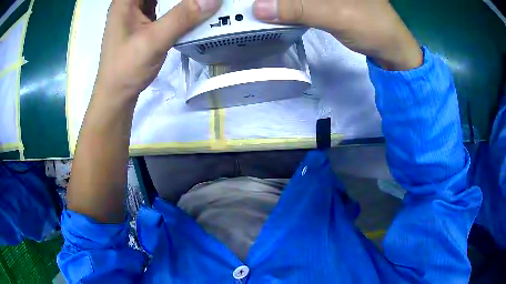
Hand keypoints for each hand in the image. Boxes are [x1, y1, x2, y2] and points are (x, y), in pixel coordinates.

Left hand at [94, 0, 221, 101]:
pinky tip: (191, 9)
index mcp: (126, 0)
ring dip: (180, 0)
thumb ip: (182, 17)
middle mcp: (130, 2)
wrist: (116, 95)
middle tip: (203, 0)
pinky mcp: (143, 22)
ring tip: (200, 3)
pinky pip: (164, 5)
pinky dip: (178, 5)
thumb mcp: (153, 41)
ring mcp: (137, 11)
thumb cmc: (126, 69)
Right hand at [253, 0, 422, 69]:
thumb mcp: (335, 15)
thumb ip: (297, 8)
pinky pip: (301, 1)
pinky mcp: (325, 1)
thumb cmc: (372, 27)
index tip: (255, 1)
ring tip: (257, 8)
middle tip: (250, 5)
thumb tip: (258, 8)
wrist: (390, 48)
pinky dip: (287, 5)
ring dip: (278, 1)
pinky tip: (274, 11)